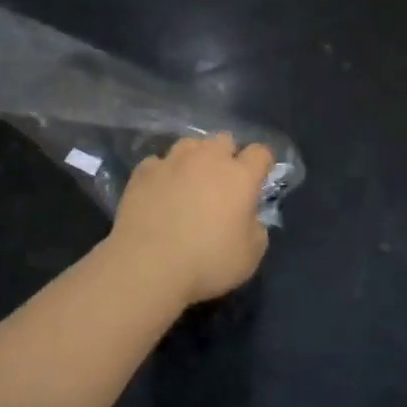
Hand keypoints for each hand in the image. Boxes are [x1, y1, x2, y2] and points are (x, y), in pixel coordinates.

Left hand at [108, 134, 274, 307]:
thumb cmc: (207, 263)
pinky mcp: (144, 171)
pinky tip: (159, 193)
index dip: (261, 164)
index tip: (258, 180)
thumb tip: (250, 217)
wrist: (148, 266)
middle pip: (224, 140)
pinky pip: (158, 163)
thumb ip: (256, 229)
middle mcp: (208, 159)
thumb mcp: (250, 257)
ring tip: (188, 182)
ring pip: (190, 144)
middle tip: (222, 184)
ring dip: (194, 159)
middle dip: (227, 156)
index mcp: (240, 176)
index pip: (260, 153)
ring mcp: (173, 161)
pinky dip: (162, 174)